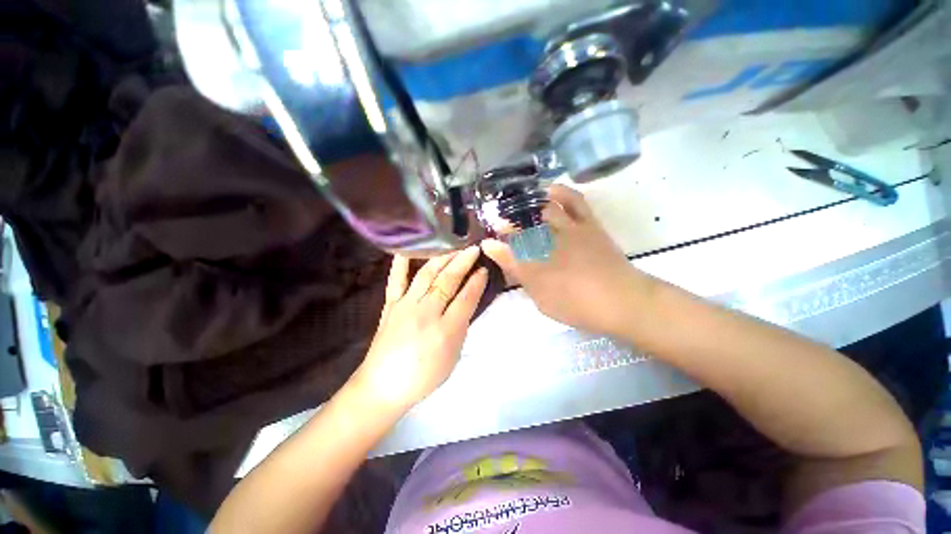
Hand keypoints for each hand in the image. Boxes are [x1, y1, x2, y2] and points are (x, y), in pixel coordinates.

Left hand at [349, 247, 487, 412]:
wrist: (383, 385)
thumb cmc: (424, 376)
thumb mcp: (452, 357)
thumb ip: (461, 328)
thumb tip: (467, 302)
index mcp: (445, 331)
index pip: (466, 299)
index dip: (477, 282)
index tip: (484, 268)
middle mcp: (426, 313)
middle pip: (448, 281)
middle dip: (463, 262)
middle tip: (473, 249)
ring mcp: (405, 306)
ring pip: (426, 275)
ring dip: (442, 258)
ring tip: (454, 246)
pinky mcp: (390, 305)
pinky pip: (396, 280)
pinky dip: (402, 263)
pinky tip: (408, 248)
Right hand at [482, 185, 651, 335]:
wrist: (622, 300)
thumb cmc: (578, 306)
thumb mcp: (542, 299)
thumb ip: (519, 276)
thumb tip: (498, 257)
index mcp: (536, 266)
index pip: (508, 251)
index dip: (495, 246)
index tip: (487, 243)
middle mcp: (549, 243)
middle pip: (522, 227)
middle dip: (507, 223)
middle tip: (499, 223)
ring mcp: (569, 229)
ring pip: (542, 210)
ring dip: (526, 205)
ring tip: (517, 205)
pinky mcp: (587, 224)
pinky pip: (573, 200)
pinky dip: (559, 191)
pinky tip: (548, 190)